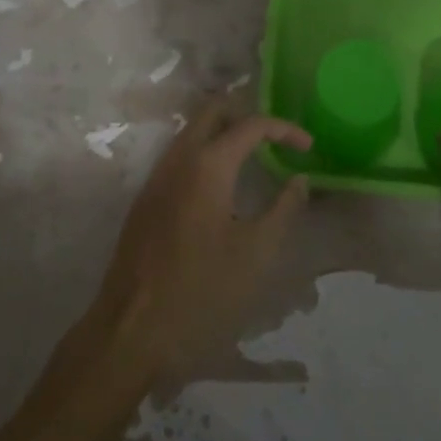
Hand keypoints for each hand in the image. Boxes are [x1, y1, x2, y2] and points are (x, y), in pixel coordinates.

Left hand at [88, 101, 311, 379]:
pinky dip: (205, 152)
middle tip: (276, 139)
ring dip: (224, 131)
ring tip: (255, 156)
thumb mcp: (256, 254)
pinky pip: (179, 155)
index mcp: (207, 165)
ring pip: (191, 130)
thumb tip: (299, 180)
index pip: (251, 124)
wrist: (130, 330)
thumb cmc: (201, 292)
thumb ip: (283, 209)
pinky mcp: (145, 199)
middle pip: (212, 110)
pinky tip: (222, 184)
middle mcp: (177, 159)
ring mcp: (156, 177)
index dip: (284, 129)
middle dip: (247, 115)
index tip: (309, 148)